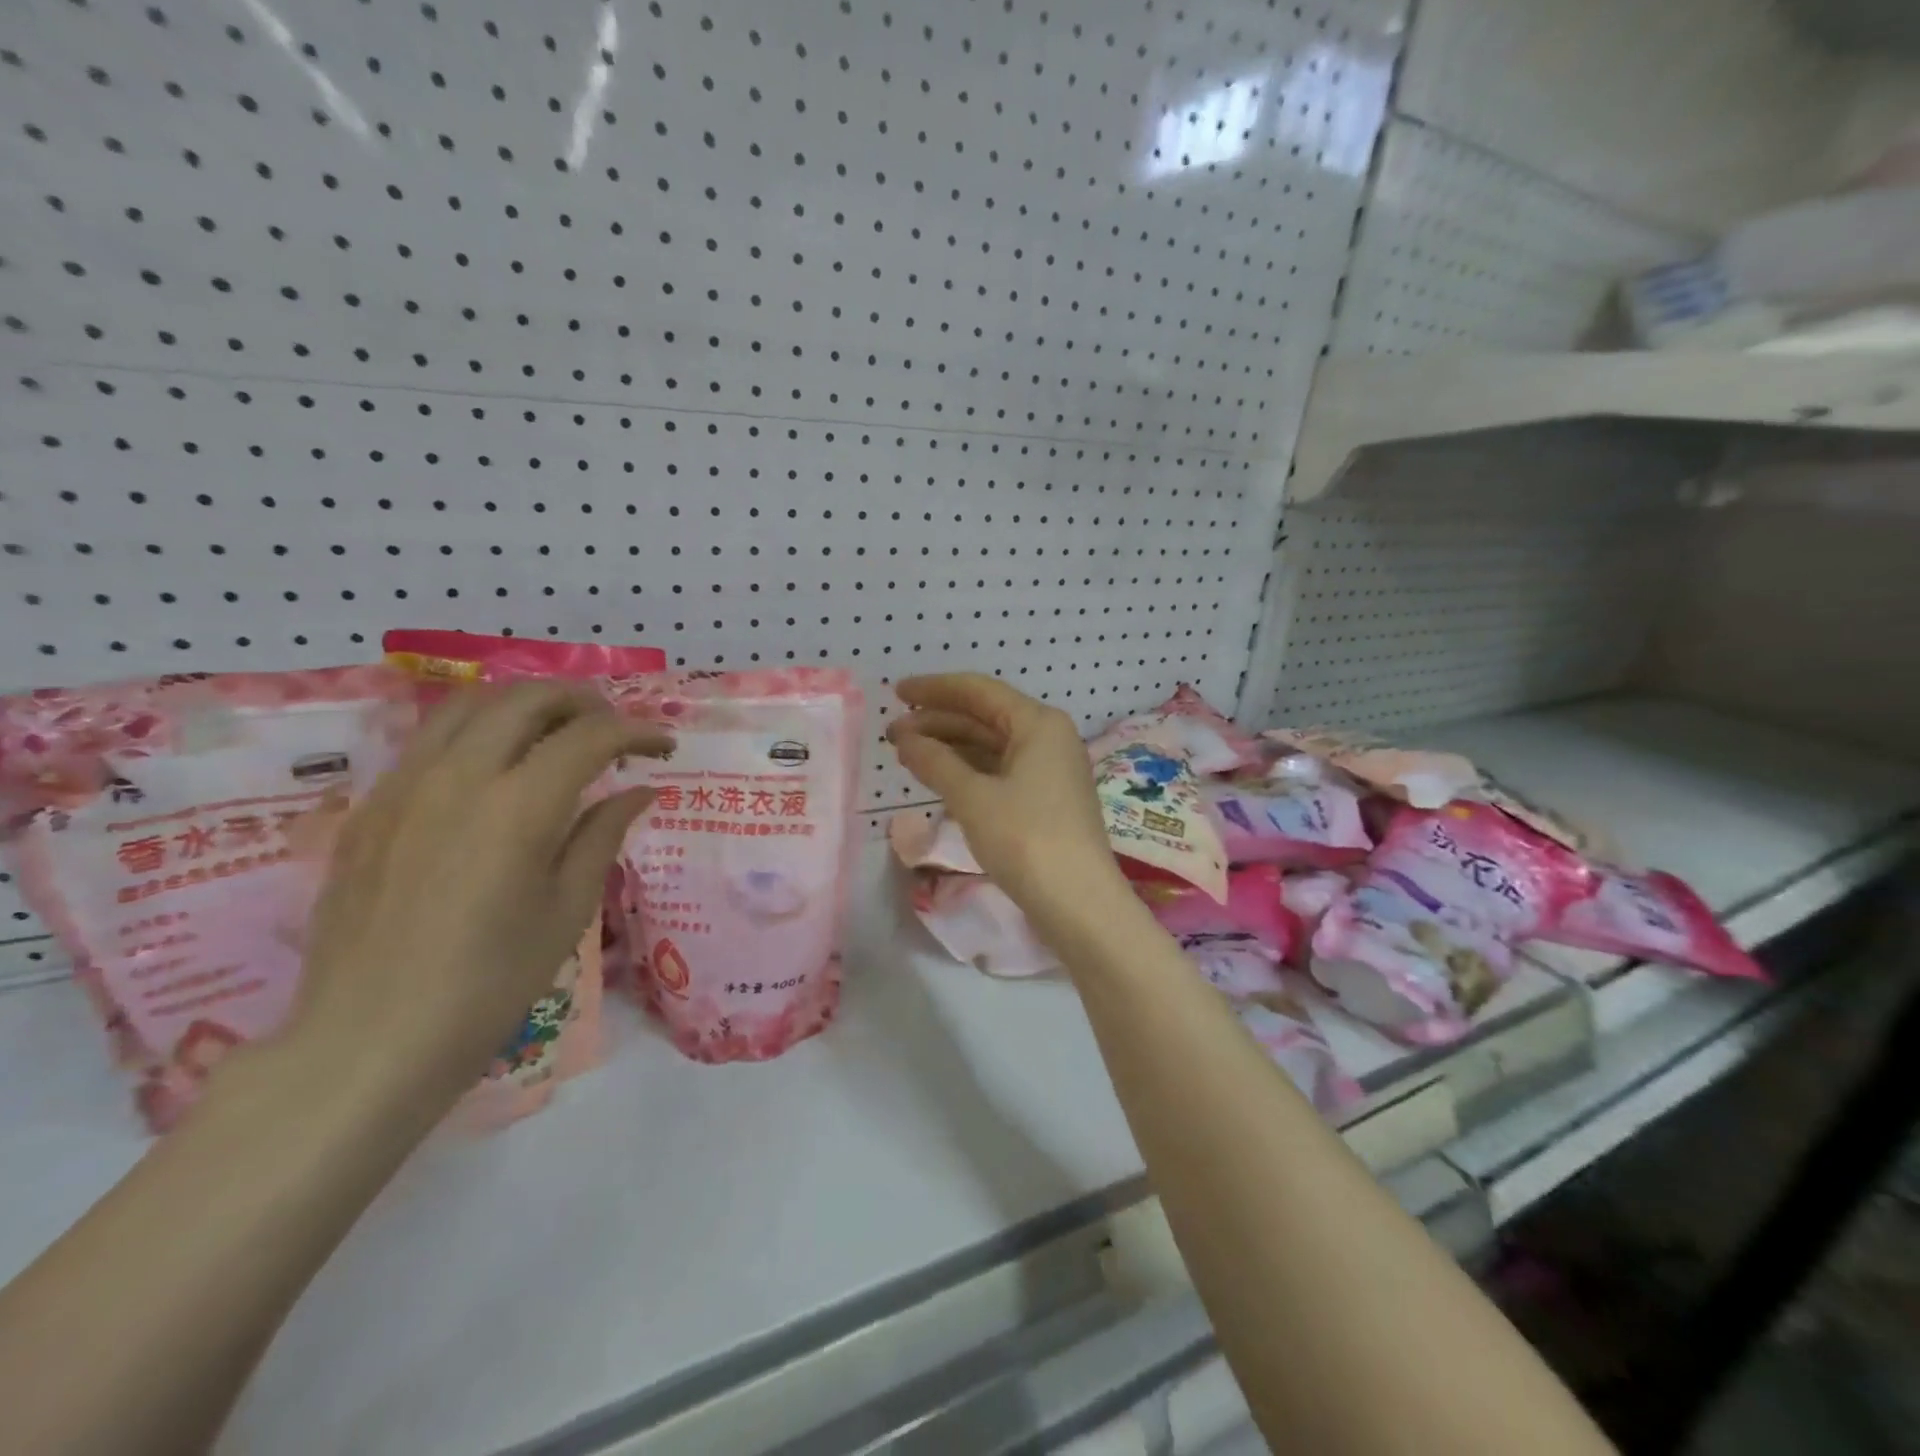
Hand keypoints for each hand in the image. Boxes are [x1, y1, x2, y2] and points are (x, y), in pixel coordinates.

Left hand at [289, 683, 672, 1104]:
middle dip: (584, 702)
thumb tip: (638, 791)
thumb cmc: (491, 983)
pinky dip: (478, 731)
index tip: (663, 747)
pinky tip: (496, 770)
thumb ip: (603, 834)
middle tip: (614, 730)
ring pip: (471, 704)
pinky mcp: (371, 806)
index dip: (637, 731)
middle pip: (528, 698)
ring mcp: (404, 785)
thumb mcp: (568, 910)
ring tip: (557, 733)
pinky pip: (430, 739)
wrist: (370, 1040)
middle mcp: (459, 776)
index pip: (591, 736)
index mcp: (519, 806)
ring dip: (526, 705)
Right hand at [886, 674, 1125, 925]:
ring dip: (949, 747)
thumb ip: (935, 762)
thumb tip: (905, 738)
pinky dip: (967, 770)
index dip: (934, 689)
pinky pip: (999, 770)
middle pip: (984, 717)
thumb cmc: (1026, 839)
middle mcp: (1048, 737)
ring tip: (907, 755)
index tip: (896, 692)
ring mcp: (1049, 769)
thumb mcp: (973, 798)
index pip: (978, 691)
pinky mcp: (1045, 798)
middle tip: (892, 734)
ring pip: (991, 746)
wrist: (1078, 903)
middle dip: (937, 721)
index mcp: (1038, 723)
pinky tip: (939, 777)